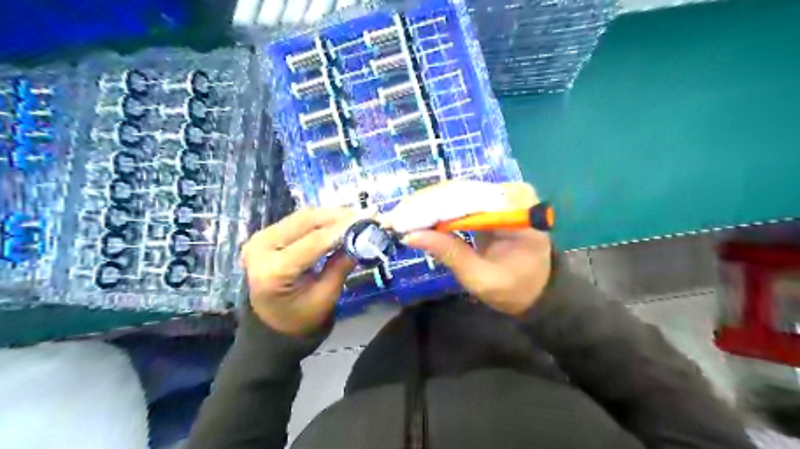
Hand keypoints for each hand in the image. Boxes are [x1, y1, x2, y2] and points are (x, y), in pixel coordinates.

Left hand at [239, 209, 356, 335]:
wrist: (272, 325)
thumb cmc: (300, 318)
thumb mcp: (325, 297)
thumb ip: (341, 266)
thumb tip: (363, 240)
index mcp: (273, 270)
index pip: (314, 242)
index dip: (342, 229)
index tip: (367, 220)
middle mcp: (260, 248)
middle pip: (305, 222)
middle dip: (337, 216)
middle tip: (364, 215)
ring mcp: (260, 239)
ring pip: (302, 217)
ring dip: (330, 215)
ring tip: (355, 217)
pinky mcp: (266, 235)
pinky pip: (297, 221)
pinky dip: (320, 220)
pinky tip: (338, 221)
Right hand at [393, 182, 549, 314]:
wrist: (537, 287)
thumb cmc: (515, 288)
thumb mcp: (481, 278)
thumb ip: (450, 254)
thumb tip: (411, 236)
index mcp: (519, 210)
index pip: (469, 199)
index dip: (432, 208)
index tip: (401, 219)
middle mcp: (513, 192)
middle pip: (460, 191)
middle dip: (424, 205)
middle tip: (393, 219)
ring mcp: (503, 193)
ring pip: (456, 191)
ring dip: (426, 205)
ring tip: (399, 218)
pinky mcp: (492, 199)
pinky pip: (460, 198)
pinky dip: (437, 208)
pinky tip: (416, 216)